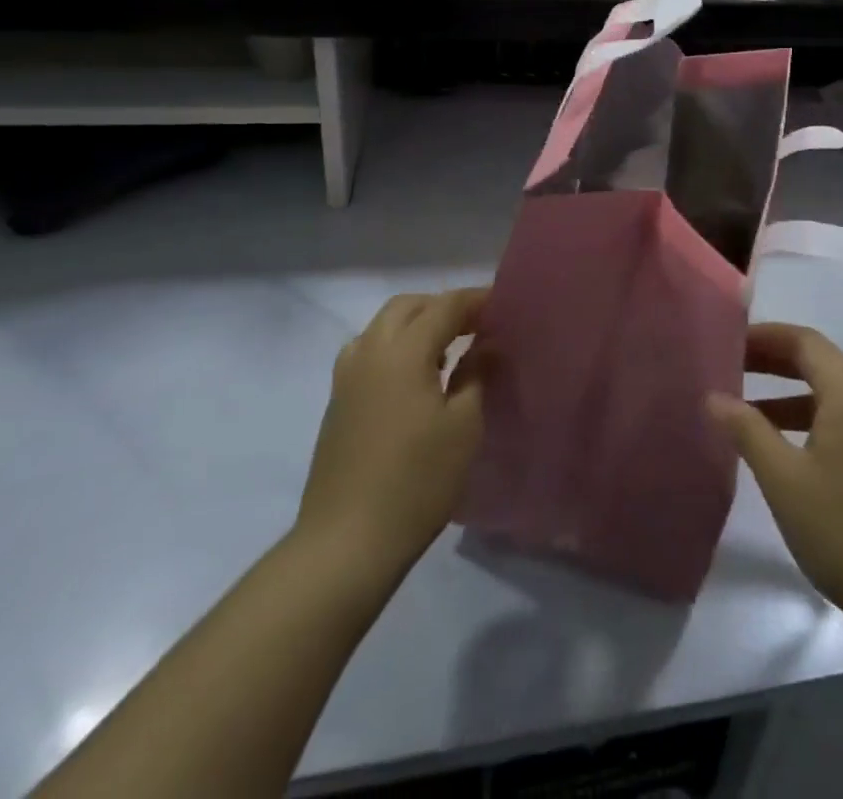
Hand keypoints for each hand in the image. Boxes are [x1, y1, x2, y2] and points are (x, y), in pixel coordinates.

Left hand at [296, 289, 486, 576]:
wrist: (346, 543)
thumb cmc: (417, 481)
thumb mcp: (463, 426)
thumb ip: (476, 374)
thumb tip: (487, 344)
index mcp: (403, 351)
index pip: (445, 306)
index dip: (476, 300)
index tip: (504, 304)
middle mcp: (370, 352)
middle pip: (408, 306)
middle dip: (443, 306)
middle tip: (476, 324)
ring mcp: (347, 378)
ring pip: (382, 326)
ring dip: (416, 323)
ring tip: (447, 347)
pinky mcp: (338, 403)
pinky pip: (368, 351)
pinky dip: (395, 346)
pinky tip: (414, 376)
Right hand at [708, 323, 842, 633]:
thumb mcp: (785, 481)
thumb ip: (747, 431)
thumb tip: (714, 397)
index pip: (805, 342)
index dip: (765, 337)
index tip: (728, 343)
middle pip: (820, 362)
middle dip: (774, 361)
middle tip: (731, 368)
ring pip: (833, 392)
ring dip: (790, 393)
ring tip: (746, 410)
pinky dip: (812, 418)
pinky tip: (785, 446)